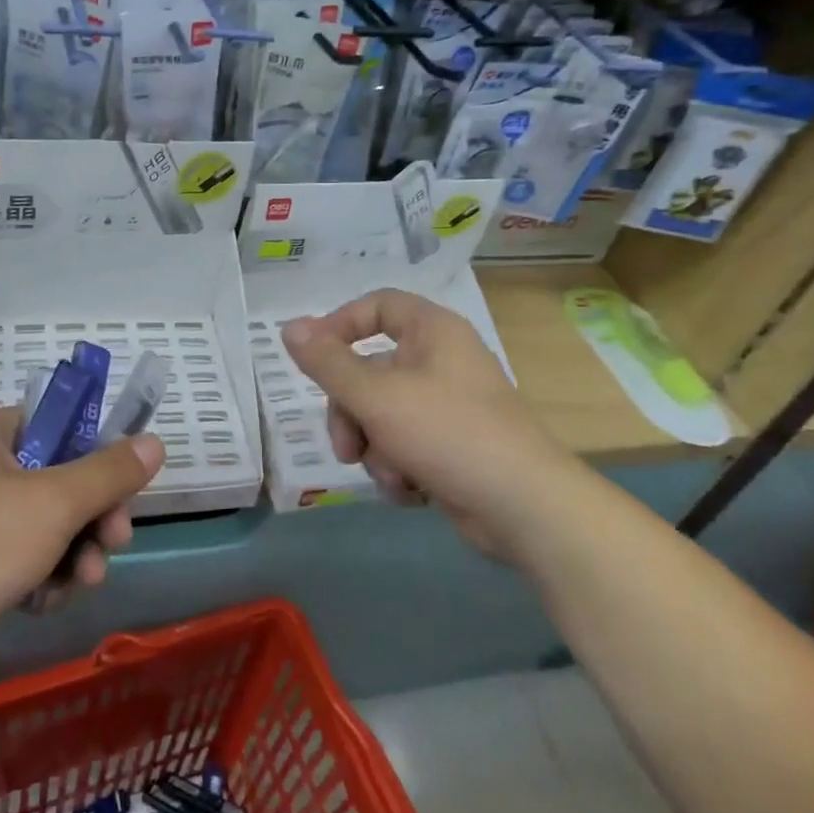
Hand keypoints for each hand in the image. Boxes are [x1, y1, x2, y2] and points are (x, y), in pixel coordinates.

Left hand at [0, 408, 162, 716]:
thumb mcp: (53, 501)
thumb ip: (108, 472)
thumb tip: (155, 442)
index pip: (52, 424)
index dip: (92, 447)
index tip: (124, 478)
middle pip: (57, 480)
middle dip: (93, 513)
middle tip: (117, 537)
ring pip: (48, 527)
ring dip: (76, 552)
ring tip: (87, 578)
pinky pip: (27, 563)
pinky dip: (45, 580)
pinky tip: (48, 601)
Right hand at [281, 289, 582, 560]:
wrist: (524, 506)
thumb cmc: (447, 432)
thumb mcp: (376, 395)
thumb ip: (327, 362)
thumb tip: (289, 328)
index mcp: (433, 331)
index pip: (377, 306)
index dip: (339, 325)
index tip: (312, 358)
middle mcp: (441, 361)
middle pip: (371, 370)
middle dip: (350, 412)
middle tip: (344, 446)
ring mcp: (449, 406)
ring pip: (382, 413)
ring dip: (374, 447)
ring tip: (388, 475)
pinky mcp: (453, 446)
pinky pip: (405, 443)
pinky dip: (399, 466)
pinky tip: (409, 490)